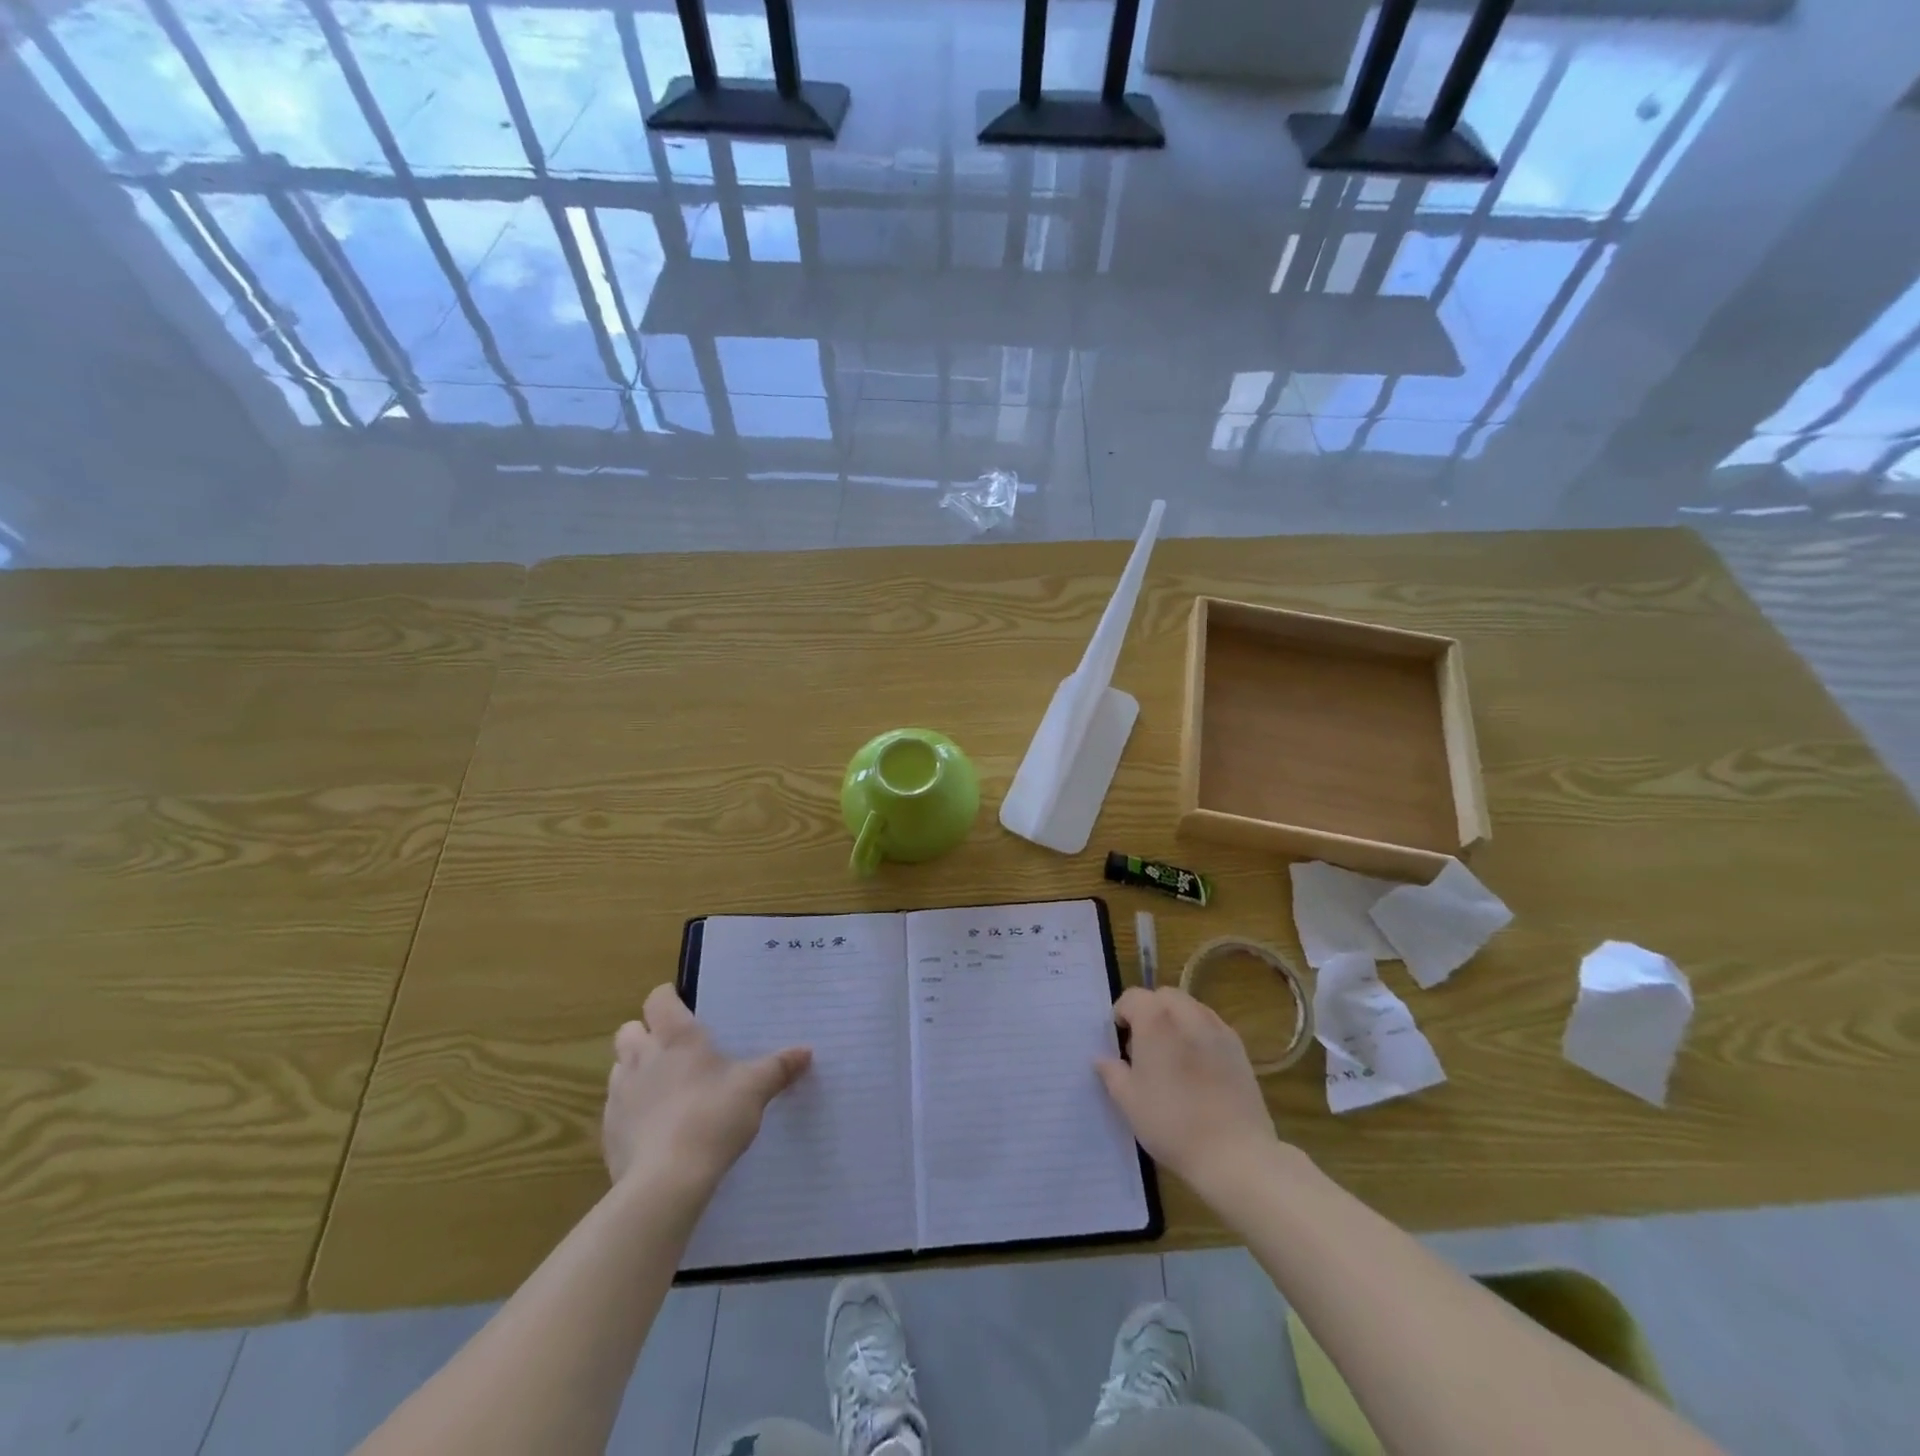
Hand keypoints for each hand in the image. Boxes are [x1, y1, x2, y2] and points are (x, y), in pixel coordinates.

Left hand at [603, 985, 811, 1193]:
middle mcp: (642, 1058)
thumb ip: (779, 1067)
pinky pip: (616, 1108)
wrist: (666, 1182)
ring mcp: (620, 1095)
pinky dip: (632, 1109)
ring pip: (619, 1067)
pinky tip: (655, 1127)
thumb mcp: (755, 1089)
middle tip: (674, 1047)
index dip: (668, 998)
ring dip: (636, 1069)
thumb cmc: (713, 1118)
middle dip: (646, 1032)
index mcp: (676, 1038)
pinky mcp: (609, 1131)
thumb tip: (806, 1052)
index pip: (658, 999)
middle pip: (629, 1029)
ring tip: (664, 1087)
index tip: (684, 1005)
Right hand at [1095, 986, 1281, 1194]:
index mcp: (1156, 1019)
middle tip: (1144, 1048)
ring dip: (1175, 1021)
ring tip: (1172, 1058)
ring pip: (1190, 1008)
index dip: (1121, 1015)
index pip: (1132, 997)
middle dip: (1150, 1013)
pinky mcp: (1239, 1048)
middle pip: (1163, 997)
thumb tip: (1102, 1058)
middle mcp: (1187, 1013)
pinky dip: (1198, 1035)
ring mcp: (1217, 1029)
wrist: (1234, 1153)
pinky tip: (1198, 1070)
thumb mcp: (1129, 1101)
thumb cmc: (1171, 1122)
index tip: (1119, 1043)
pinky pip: (1211, 1028)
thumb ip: (1112, 1072)